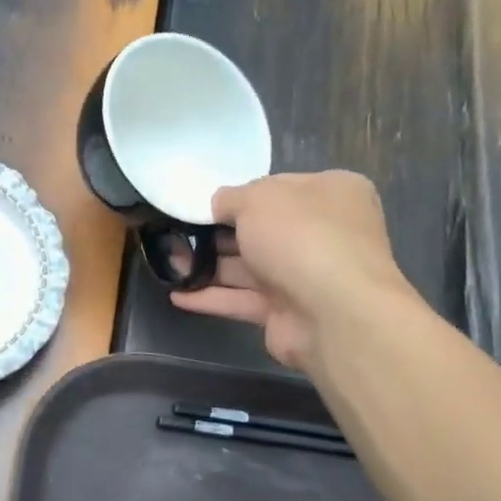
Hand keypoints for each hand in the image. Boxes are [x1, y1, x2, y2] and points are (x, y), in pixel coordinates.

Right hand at [171, 172, 416, 373]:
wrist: (332, 311)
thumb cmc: (300, 236)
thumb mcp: (258, 199)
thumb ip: (231, 198)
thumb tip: (218, 204)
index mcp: (330, 194)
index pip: (280, 188)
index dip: (242, 195)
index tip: (206, 204)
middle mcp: (323, 233)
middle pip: (262, 230)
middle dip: (218, 234)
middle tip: (177, 235)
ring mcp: (306, 275)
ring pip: (249, 267)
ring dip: (208, 267)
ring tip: (168, 265)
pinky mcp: (288, 312)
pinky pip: (243, 300)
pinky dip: (212, 298)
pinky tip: (177, 296)